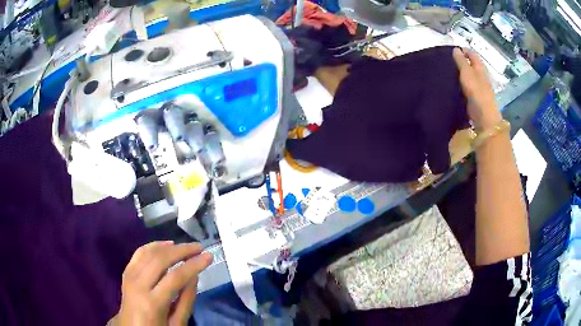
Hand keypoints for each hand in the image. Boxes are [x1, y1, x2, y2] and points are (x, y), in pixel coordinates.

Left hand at [110, 241, 212, 325]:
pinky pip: (139, 253)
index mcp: (152, 303)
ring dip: (169, 246)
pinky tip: (165, 245)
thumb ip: (186, 301)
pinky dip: (153, 245)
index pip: (175, 277)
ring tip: (186, 246)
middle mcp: (138, 285)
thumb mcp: (177, 324)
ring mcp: (130, 277)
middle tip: (199, 247)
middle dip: (182, 250)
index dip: (194, 265)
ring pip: (149, 252)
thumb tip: (194, 276)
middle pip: (160, 259)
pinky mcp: (126, 273)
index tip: (209, 256)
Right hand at [453, 48, 501, 129]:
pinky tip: (455, 86)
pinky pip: (468, 88)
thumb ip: (461, 61)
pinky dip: (462, 85)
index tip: (453, 50)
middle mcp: (481, 77)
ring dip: (462, 74)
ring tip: (450, 73)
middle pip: (472, 65)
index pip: (472, 54)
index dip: (464, 50)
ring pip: (470, 77)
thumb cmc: (477, 93)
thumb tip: (456, 49)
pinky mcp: (476, 99)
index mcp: (480, 68)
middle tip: (449, 61)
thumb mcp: (467, 74)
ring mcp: (480, 89)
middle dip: (463, 61)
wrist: (485, 118)